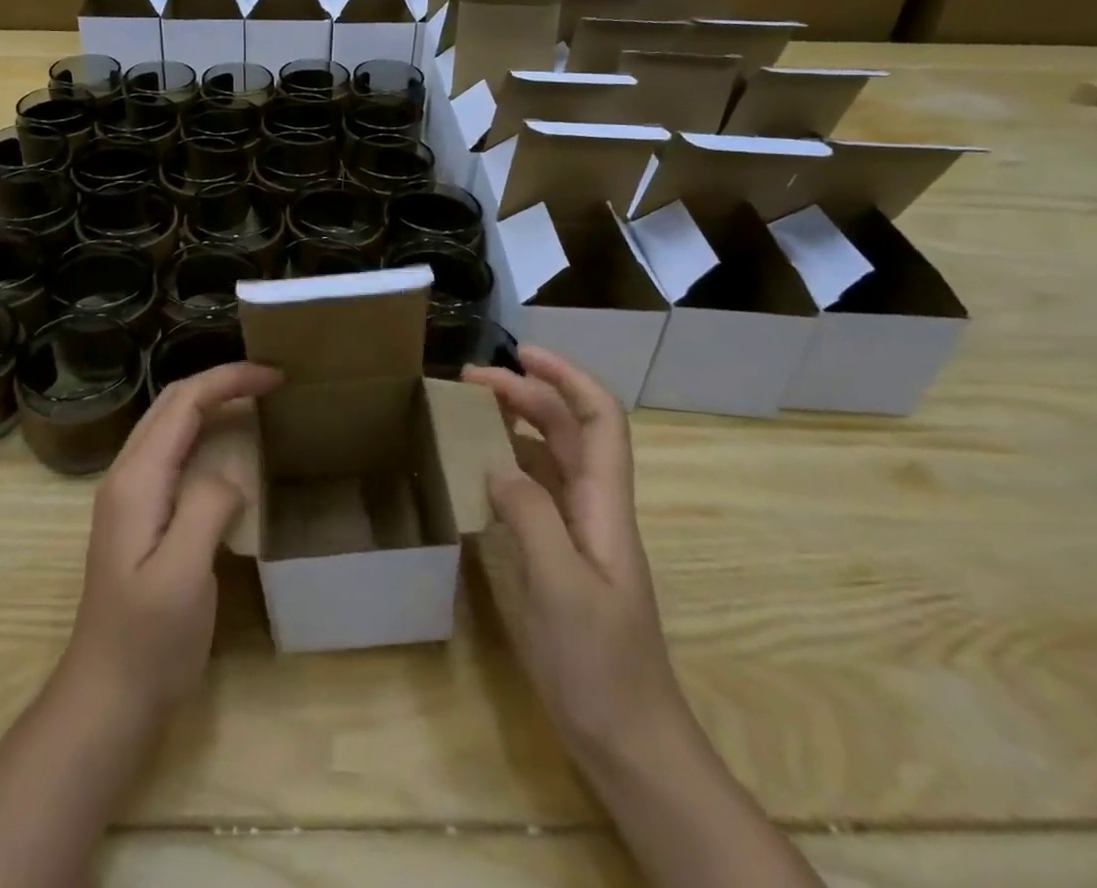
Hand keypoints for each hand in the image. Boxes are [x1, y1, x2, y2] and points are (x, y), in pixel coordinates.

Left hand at [61, 360, 281, 719]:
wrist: (106, 698)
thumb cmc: (148, 642)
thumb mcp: (183, 576)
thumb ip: (205, 508)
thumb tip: (231, 473)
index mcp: (136, 480)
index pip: (183, 402)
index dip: (228, 380)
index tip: (275, 376)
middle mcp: (128, 475)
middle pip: (173, 403)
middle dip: (221, 381)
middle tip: (272, 381)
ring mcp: (130, 495)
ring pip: (171, 424)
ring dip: (212, 401)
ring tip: (257, 401)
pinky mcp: (141, 515)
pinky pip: (175, 452)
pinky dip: (206, 431)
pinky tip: (230, 446)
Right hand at [465, 345, 687, 768]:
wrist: (629, 742)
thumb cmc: (601, 665)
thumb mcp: (561, 587)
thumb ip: (531, 517)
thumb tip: (495, 464)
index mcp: (605, 505)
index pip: (599, 418)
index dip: (567, 377)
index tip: (520, 354)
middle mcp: (594, 507)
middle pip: (567, 429)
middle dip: (526, 393)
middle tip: (469, 381)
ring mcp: (577, 534)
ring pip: (549, 458)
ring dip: (514, 425)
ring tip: (468, 413)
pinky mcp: (559, 558)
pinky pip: (532, 494)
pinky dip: (505, 467)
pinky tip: (475, 473)